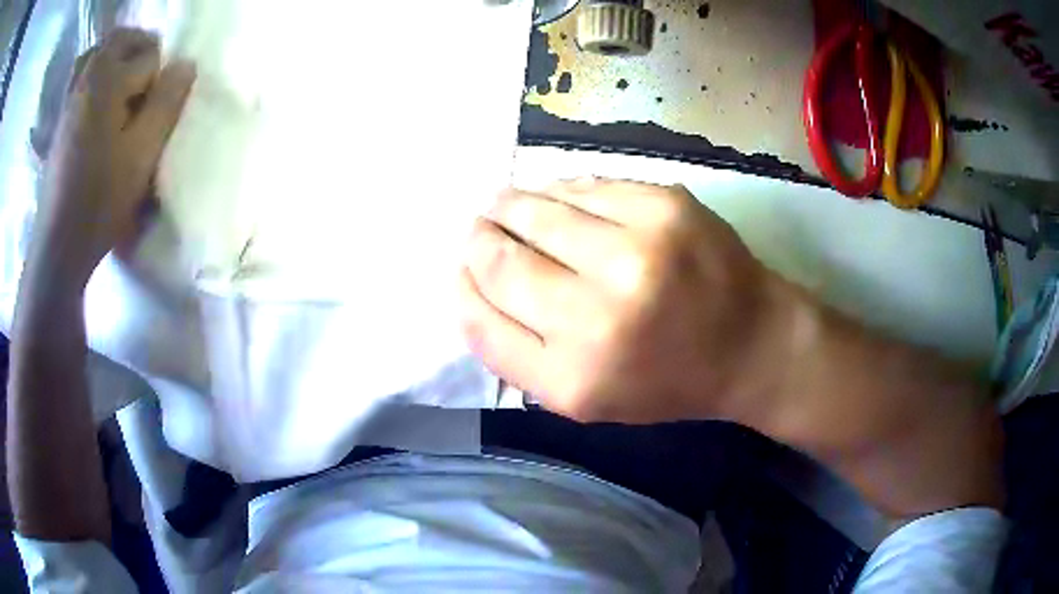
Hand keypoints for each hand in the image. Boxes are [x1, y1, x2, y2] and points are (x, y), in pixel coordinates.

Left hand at [27, 28, 194, 290]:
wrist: (59, 244)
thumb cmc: (100, 198)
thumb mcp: (143, 152)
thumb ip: (168, 102)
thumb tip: (187, 64)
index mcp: (107, 78)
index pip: (149, 56)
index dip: (159, 80)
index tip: (156, 111)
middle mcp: (86, 77)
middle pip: (121, 41)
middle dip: (140, 52)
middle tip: (149, 83)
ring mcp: (69, 99)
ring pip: (97, 55)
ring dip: (115, 59)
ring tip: (124, 84)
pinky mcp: (60, 121)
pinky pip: (80, 78)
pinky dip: (94, 75)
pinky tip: (100, 102)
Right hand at [459, 178, 784, 423]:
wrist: (754, 343)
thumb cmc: (668, 379)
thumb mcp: (586, 396)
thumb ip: (519, 352)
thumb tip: (470, 281)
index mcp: (573, 379)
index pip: (481, 319)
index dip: (462, 287)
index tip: (462, 269)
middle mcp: (598, 316)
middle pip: (499, 259)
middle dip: (479, 239)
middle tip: (479, 228)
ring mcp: (635, 251)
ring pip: (534, 210)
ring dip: (509, 206)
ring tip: (505, 206)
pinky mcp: (663, 205)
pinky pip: (581, 186)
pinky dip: (558, 192)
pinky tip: (556, 198)